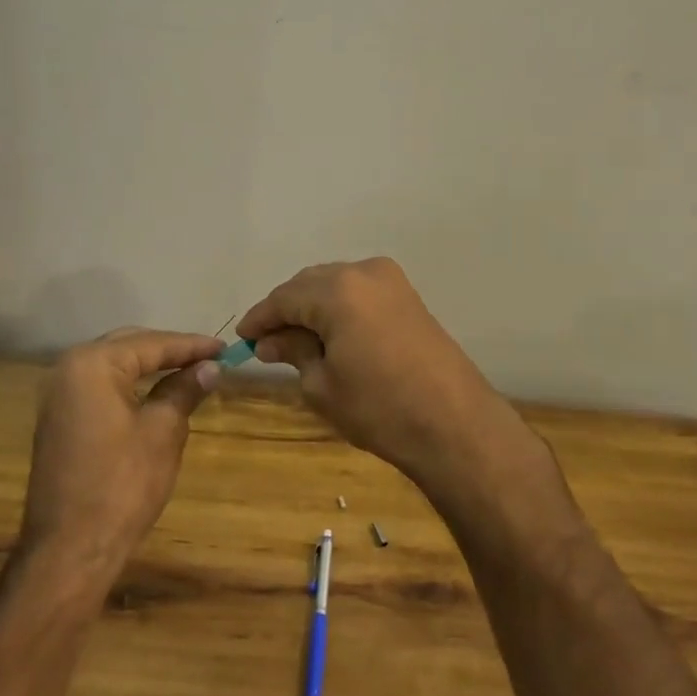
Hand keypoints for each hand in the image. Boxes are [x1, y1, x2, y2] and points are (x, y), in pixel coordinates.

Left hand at [19, 328, 223, 572]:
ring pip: (114, 367)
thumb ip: (185, 390)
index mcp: (92, 364)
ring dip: (150, 368)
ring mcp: (59, 397)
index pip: (151, 344)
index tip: (224, 348)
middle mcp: (68, 369)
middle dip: (169, 351)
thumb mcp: (163, 431)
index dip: (191, 346)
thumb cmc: (122, 484)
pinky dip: (130, 387)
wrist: (70, 551)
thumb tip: (210, 367)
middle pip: (129, 347)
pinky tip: (156, 394)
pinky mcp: (59, 421)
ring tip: (189, 371)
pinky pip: (101, 389)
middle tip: (208, 358)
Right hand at [237, 258, 523, 487]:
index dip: (260, 318)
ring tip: (296, 341)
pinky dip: (340, 308)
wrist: (454, 423)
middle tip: (267, 342)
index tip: (241, 338)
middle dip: (286, 310)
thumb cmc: (380, 408)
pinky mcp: (408, 295)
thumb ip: (293, 352)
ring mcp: (391, 280)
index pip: (284, 297)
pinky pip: (360, 292)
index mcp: (337, 290)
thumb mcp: (323, 385)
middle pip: (310, 284)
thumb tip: (269, 341)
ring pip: (336, 284)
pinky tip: (330, 334)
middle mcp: (363, 271)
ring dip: (313, 307)